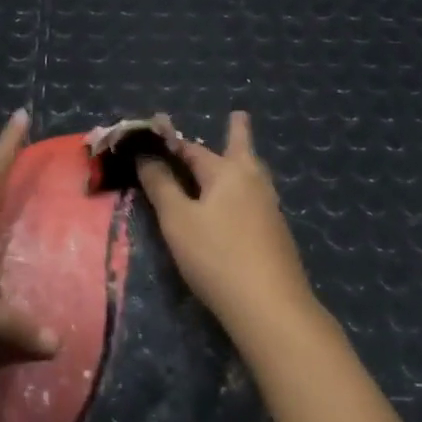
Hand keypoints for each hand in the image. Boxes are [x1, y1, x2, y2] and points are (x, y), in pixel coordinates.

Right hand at [135, 111, 316, 334]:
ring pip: (254, 174)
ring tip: (240, 154)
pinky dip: (245, 189)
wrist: (270, 306)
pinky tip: (242, 204)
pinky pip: (256, 197)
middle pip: (242, 150)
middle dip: (237, 132)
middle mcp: (253, 182)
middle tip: (238, 115)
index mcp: (228, 172)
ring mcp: (270, 208)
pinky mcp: (276, 234)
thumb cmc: (217, 256)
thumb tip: (145, 155)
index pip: (193, 149)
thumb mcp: (178, 220)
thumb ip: (161, 186)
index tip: (157, 131)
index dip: (171, 143)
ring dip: (244, 159)